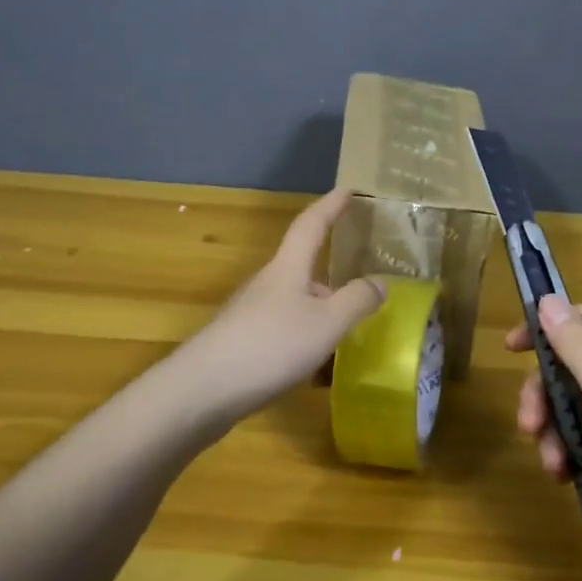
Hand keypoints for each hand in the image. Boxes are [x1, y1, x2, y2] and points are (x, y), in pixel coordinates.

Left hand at [173, 189, 385, 431]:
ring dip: (318, 308)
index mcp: (288, 268)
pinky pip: (282, 329)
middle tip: (360, 279)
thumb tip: (379, 282)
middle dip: (329, 270)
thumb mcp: (326, 324)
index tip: (347, 190)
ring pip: (294, 301)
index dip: (330, 206)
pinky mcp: (241, 342)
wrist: (202, 391)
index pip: (311, 225)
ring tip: (345, 329)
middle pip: (302, 266)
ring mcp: (250, 313)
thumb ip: (356, 301)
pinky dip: (303, 336)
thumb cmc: (270, 346)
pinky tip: (313, 364)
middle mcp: (267, 283)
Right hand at [507, 296, 581, 550]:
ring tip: (552, 464)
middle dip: (544, 393)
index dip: (547, 326)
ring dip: (553, 430)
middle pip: (572, 366)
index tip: (511, 349)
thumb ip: (577, 346)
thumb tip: (549, 299)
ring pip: (573, 405)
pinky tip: (564, 477)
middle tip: (527, 424)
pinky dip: (568, 452)